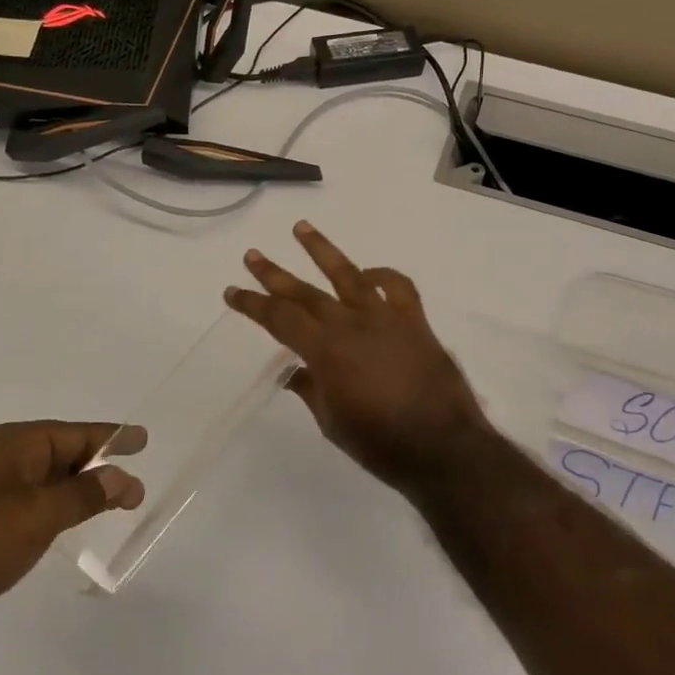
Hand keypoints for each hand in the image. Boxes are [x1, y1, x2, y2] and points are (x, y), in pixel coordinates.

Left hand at [0, 421, 144, 666]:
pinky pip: (28, 505)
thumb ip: (84, 494)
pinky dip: (55, 509)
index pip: (69, 433)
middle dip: (97, 466)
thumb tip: (122, 477)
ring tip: (114, 501)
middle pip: (57, 453)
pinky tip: (70, 522)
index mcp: (5, 445)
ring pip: (44, 481)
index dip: (109, 437)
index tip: (143, 439)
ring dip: (78, 490)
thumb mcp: (38, 515)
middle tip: (135, 483)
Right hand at [224, 221, 491, 494]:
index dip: (253, 304)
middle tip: (252, 255)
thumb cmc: (379, 443)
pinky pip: (397, 287)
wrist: (442, 447)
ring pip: (348, 274)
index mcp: (325, 351)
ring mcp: (385, 318)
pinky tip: (368, 274)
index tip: (232, 292)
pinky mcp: (414, 321)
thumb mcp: (331, 422)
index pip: (279, 319)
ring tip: (301, 228)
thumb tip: (294, 372)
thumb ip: (311, 389)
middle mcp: (351, 324)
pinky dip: (381, 275)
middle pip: (305, 292)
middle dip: (274, 273)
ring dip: (321, 250)